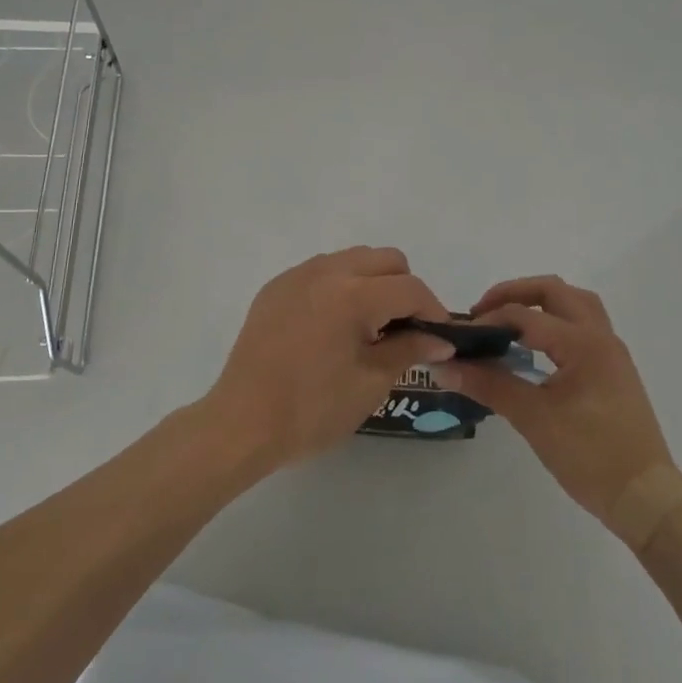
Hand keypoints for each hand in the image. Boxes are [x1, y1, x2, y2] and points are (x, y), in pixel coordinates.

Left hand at [200, 247, 454, 469]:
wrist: (242, 423)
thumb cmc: (312, 410)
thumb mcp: (370, 383)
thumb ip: (408, 350)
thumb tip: (439, 340)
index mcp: (353, 295)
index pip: (410, 288)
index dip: (433, 311)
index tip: (439, 337)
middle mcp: (326, 271)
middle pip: (385, 259)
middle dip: (404, 288)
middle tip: (404, 329)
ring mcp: (297, 275)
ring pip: (353, 259)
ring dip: (372, 283)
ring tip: (368, 327)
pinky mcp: (276, 287)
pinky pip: (321, 271)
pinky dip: (339, 287)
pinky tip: (332, 326)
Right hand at [432, 276, 674, 529]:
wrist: (646, 500)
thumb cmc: (591, 457)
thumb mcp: (534, 419)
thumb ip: (489, 386)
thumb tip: (444, 367)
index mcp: (583, 343)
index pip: (526, 316)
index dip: (489, 320)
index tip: (461, 337)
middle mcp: (601, 337)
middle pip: (555, 291)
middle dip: (515, 294)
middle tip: (483, 312)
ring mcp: (611, 352)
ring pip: (575, 303)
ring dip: (541, 301)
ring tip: (510, 320)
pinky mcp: (614, 369)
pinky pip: (583, 325)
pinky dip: (556, 320)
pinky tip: (537, 346)